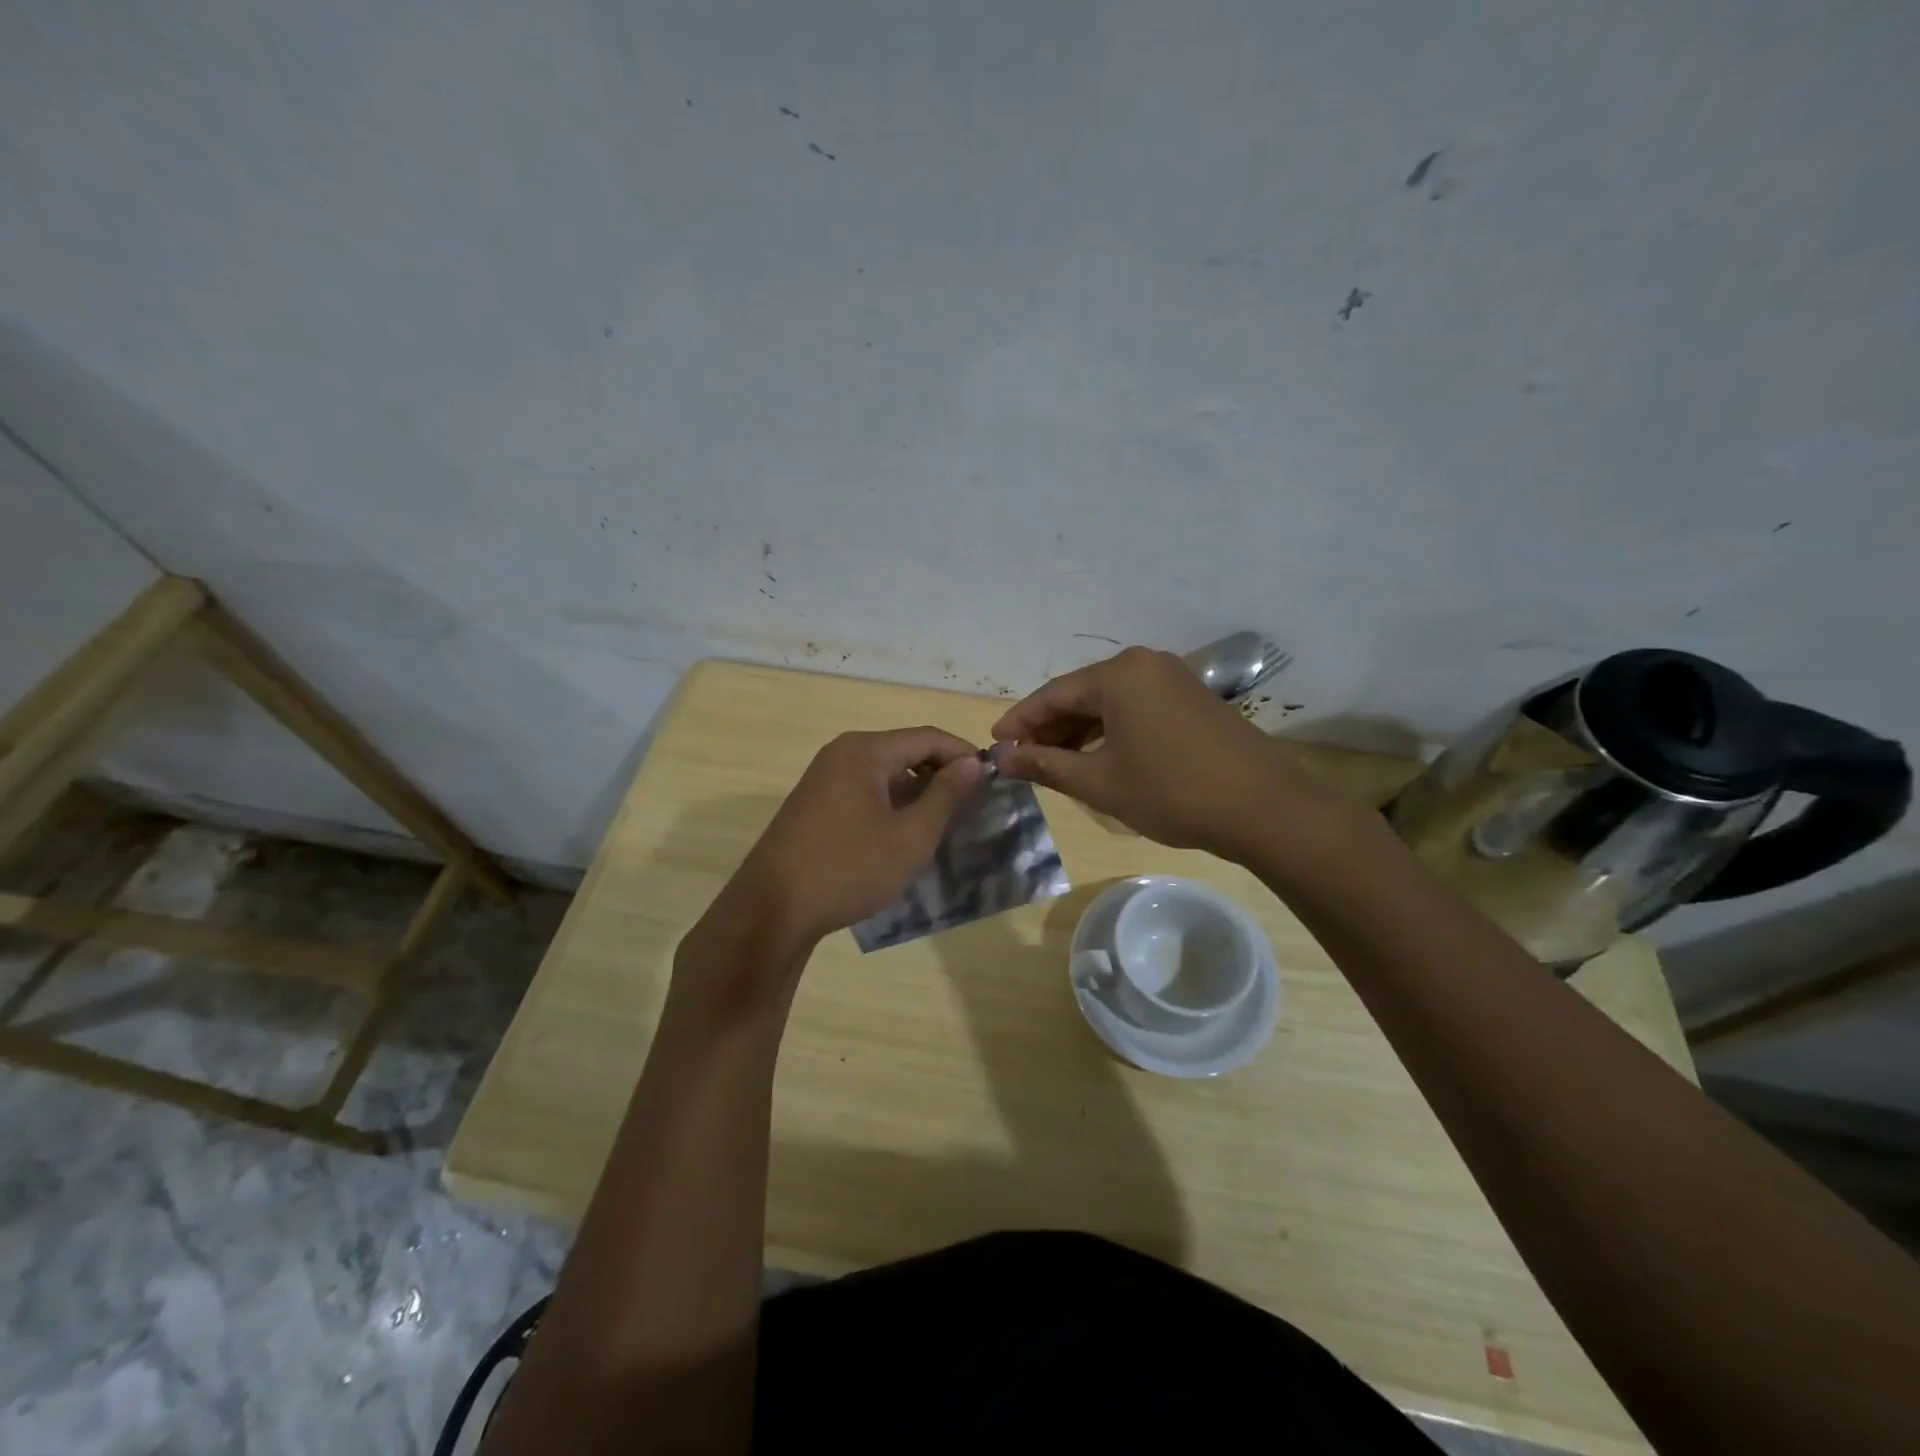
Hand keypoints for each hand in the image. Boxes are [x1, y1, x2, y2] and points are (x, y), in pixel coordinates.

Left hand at [724, 726, 985, 949]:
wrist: (772, 910)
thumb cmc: (848, 868)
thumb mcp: (910, 836)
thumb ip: (946, 795)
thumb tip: (973, 763)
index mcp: (865, 751)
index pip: (928, 737)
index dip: (964, 755)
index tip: (994, 780)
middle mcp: (842, 754)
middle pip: (905, 752)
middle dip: (942, 774)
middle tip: (973, 805)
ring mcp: (824, 779)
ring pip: (885, 775)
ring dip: (918, 793)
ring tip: (946, 823)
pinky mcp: (815, 805)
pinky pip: (865, 792)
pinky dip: (892, 805)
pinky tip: (906, 835)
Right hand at [991, 646, 1339, 859]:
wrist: (1263, 807)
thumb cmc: (1171, 791)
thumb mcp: (1099, 782)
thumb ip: (1046, 765)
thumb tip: (1002, 758)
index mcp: (1118, 675)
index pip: (1052, 694)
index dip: (1020, 722)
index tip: (995, 746)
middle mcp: (1144, 665)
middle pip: (1081, 694)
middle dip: (1049, 727)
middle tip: (1021, 758)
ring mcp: (1173, 679)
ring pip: (1109, 702)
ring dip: (1079, 731)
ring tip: (1053, 762)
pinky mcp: (1192, 699)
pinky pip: (1135, 708)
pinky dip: (1110, 730)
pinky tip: (1096, 756)